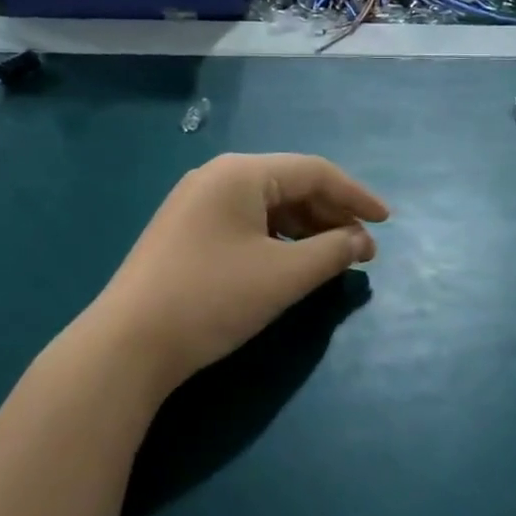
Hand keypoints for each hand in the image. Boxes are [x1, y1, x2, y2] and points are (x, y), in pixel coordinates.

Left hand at [93, 153, 388, 392]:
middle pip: (290, 185)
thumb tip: (360, 242)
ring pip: (267, 206)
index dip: (357, 196)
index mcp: (241, 172)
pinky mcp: (185, 232)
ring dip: (306, 229)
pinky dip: (276, 240)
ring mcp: (195, 204)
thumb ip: (332, 252)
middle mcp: (216, 176)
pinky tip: (291, 263)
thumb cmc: (212, 299)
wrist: (127, 344)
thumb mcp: (283, 276)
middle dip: (332, 215)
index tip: (388, 223)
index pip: (315, 172)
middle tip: (362, 249)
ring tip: (333, 258)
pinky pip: (245, 223)